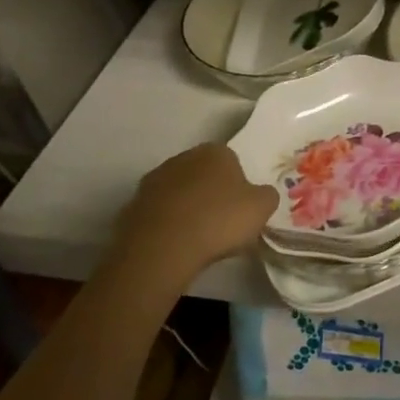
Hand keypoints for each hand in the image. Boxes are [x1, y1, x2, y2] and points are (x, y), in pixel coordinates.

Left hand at [113, 144, 276, 274]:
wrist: (162, 248)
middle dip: (211, 192)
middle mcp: (182, 158)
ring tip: (197, 237)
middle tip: (221, 220)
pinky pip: (158, 213)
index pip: (232, 160)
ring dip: (187, 207)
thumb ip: (266, 196)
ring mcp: (154, 181)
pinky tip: (175, 244)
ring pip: (179, 192)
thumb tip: (261, 195)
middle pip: (203, 174)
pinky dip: (167, 224)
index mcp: (215, 151)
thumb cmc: (219, 220)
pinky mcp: (132, 206)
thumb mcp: (262, 208)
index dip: (238, 183)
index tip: (241, 207)